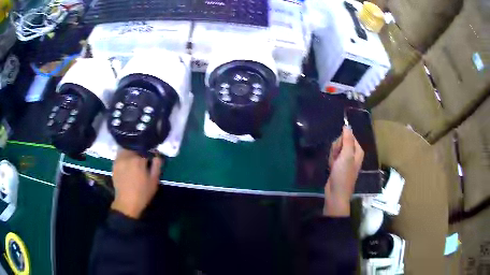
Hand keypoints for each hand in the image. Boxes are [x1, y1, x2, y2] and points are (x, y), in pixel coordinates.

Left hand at [111, 149, 162, 218]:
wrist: (127, 202)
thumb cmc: (143, 193)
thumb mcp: (154, 180)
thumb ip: (157, 165)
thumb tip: (157, 155)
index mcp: (138, 160)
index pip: (146, 149)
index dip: (150, 152)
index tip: (152, 156)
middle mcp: (127, 156)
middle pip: (135, 147)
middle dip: (140, 150)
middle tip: (143, 157)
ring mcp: (119, 160)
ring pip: (126, 148)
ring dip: (131, 150)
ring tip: (134, 157)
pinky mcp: (114, 164)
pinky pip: (120, 154)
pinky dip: (124, 155)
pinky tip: (127, 162)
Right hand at [323, 126, 363, 216]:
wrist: (336, 193)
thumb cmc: (343, 175)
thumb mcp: (346, 156)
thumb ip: (347, 140)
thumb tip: (347, 125)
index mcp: (358, 151)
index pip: (348, 136)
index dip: (341, 141)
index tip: (340, 149)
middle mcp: (353, 154)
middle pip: (341, 142)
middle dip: (336, 149)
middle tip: (336, 159)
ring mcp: (345, 160)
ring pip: (336, 149)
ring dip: (332, 155)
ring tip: (333, 165)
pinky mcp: (338, 165)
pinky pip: (333, 156)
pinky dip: (330, 160)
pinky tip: (331, 167)